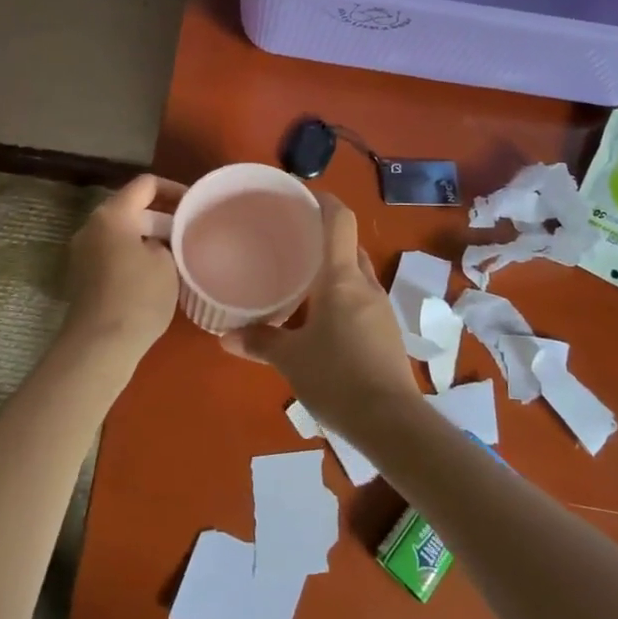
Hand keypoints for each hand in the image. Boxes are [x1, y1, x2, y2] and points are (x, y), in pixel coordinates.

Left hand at [60, 174, 186, 369]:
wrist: (100, 346)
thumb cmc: (138, 297)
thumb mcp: (167, 263)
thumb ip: (168, 242)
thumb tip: (161, 243)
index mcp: (112, 214)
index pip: (146, 184)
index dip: (174, 189)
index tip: (196, 205)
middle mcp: (92, 226)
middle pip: (132, 209)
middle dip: (163, 218)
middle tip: (191, 232)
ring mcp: (83, 252)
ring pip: (123, 233)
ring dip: (149, 238)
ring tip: (179, 253)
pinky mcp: (82, 276)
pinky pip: (113, 253)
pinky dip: (134, 255)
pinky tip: (158, 274)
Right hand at [227, 193, 421, 438]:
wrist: (392, 423)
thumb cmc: (337, 378)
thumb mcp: (291, 359)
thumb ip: (259, 342)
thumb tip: (225, 337)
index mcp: (342, 278)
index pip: (340, 221)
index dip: (324, 201)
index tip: (303, 195)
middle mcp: (365, 285)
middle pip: (349, 247)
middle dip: (324, 239)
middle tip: (292, 242)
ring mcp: (381, 310)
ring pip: (356, 276)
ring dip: (334, 271)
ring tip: (302, 280)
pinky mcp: (387, 334)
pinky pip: (361, 301)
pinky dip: (342, 298)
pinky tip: (322, 319)